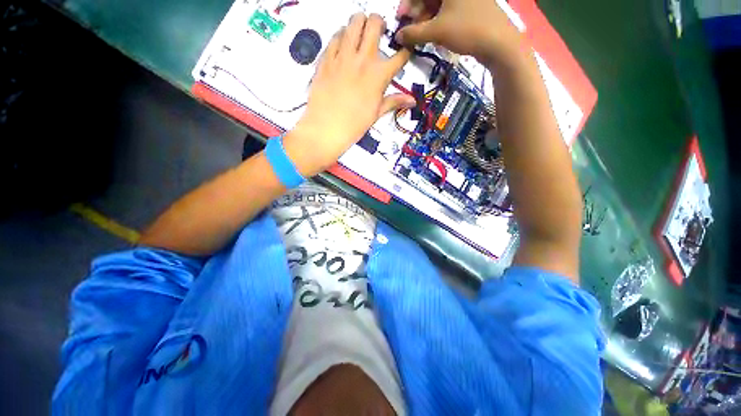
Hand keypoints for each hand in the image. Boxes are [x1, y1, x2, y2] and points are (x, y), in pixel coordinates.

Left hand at [284, 13, 413, 176]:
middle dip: (380, 24)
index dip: (405, 51)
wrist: (327, 128)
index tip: (404, 51)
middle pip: (375, 23)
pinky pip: (335, 35)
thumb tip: (412, 100)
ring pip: (354, 21)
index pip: (399, 56)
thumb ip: (394, 101)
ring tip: (360, 34)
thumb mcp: (376, 113)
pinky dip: (341, 36)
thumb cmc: (354, 125)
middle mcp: (363, 59)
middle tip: (378, 33)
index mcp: (379, 75)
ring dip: (360, 23)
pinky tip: (343, 45)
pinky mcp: (326, 57)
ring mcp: (343, 55)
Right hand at [395, 0, 523, 66]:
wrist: (499, 42)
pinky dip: (438, 19)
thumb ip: (414, 33)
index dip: (408, 3)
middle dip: (417, 10)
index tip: (401, 18)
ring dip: (426, 17)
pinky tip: (434, 32)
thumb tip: (398, 36)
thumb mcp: (436, 31)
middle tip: (410, 29)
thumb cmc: (467, 30)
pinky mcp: (472, 5)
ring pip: (439, 3)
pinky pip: (449, 8)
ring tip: (421, 34)